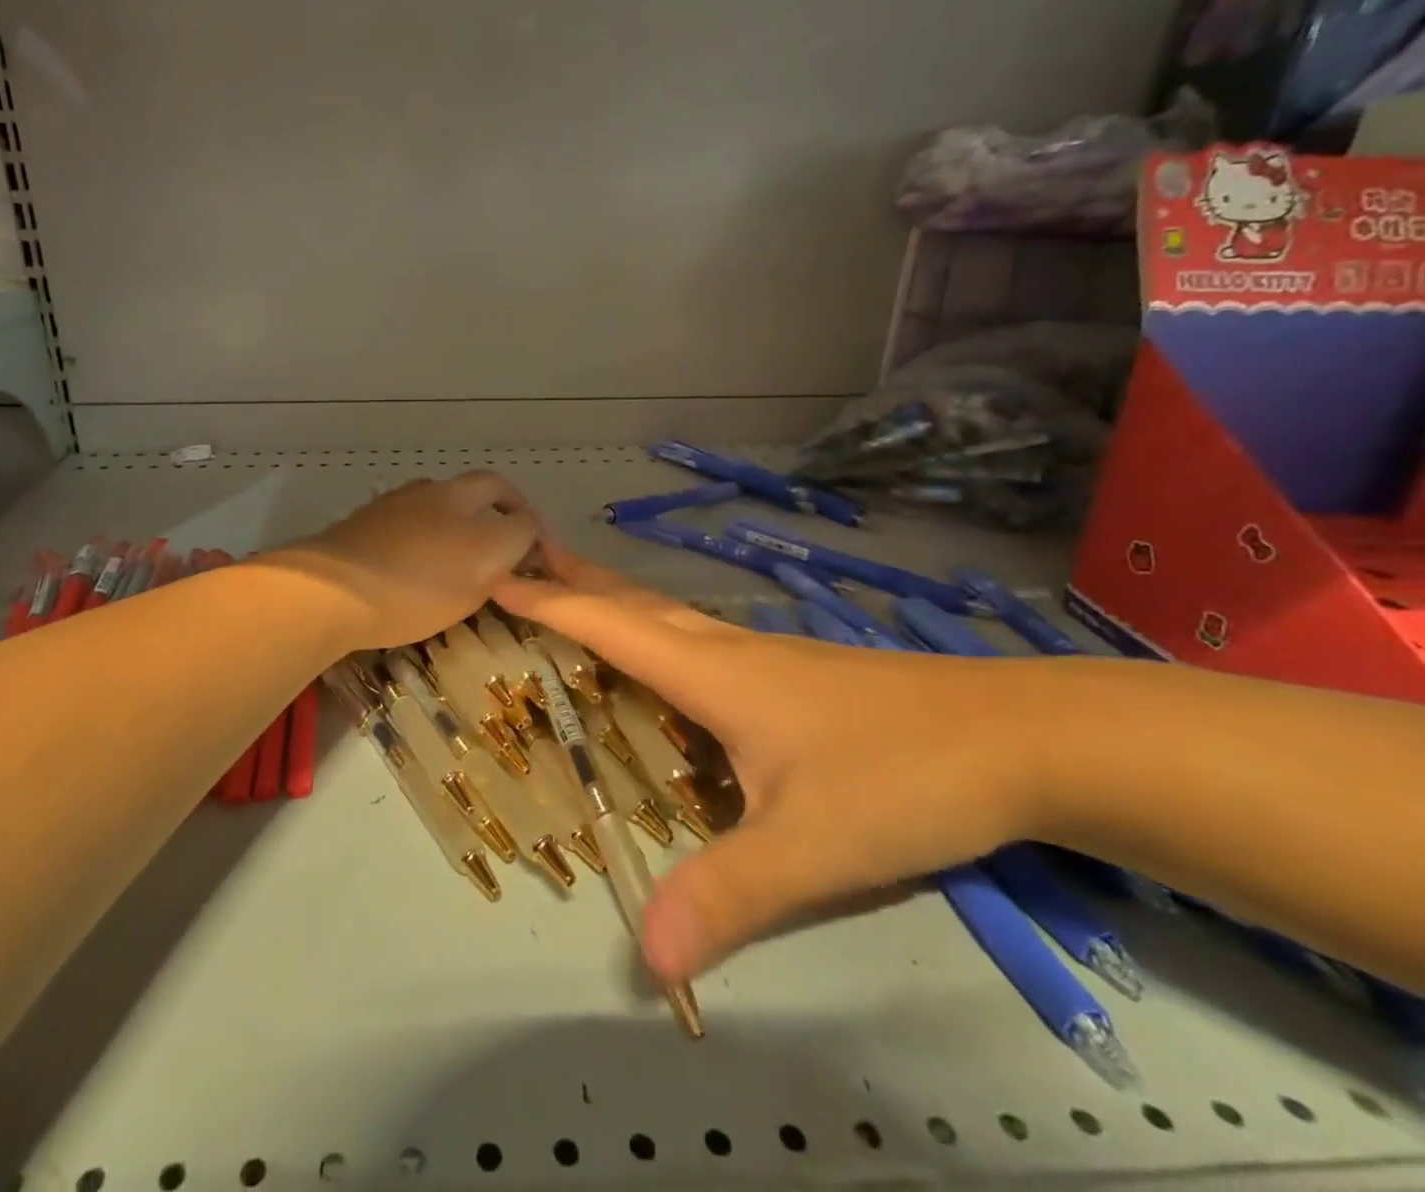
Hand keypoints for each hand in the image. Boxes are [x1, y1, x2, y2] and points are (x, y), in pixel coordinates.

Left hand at [274, 472, 541, 649]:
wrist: (329, 591)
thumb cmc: (415, 586)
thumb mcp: (480, 570)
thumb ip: (511, 544)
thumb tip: (523, 529)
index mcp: (463, 500)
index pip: (508, 496)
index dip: (527, 517)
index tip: (533, 543)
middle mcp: (431, 493)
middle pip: (475, 488)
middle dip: (497, 506)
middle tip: (504, 538)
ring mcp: (393, 506)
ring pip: (438, 502)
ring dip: (458, 517)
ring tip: (459, 551)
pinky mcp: (362, 523)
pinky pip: (406, 521)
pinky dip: (423, 532)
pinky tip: (416, 558)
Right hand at [496, 543, 1041, 983]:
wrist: (1019, 737)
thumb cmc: (904, 776)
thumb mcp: (811, 846)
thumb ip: (728, 894)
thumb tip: (646, 956)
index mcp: (713, 673)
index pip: (609, 625)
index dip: (549, 601)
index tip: (496, 577)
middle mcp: (729, 652)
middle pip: (635, 604)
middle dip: (575, 579)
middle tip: (526, 560)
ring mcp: (766, 658)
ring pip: (669, 617)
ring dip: (616, 599)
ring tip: (580, 593)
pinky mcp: (794, 675)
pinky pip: (700, 638)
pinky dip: (657, 630)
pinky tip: (670, 657)